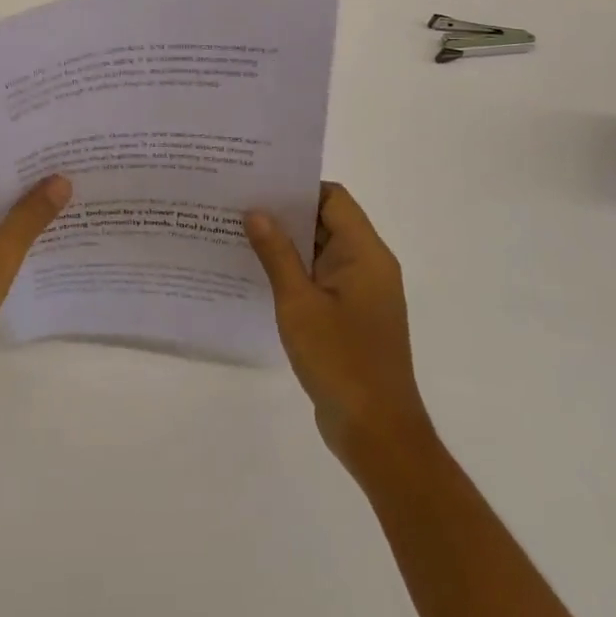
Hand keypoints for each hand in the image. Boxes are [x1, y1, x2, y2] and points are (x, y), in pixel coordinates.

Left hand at [0, 163, 69, 402]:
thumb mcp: (1, 251)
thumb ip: (32, 213)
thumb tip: (61, 180)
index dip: (28, 163)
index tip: (64, 159)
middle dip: (28, 192)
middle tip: (74, 183)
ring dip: (19, 220)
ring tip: (68, 211)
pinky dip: (5, 243)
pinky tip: (42, 247)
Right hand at [244, 184, 433, 471]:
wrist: (377, 433)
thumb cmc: (341, 360)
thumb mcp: (299, 303)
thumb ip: (277, 254)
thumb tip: (256, 212)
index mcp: (365, 254)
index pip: (333, 198)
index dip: (297, 187)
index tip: (258, 183)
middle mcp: (368, 265)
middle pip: (326, 221)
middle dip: (285, 213)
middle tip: (238, 205)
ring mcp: (361, 293)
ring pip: (321, 252)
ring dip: (286, 244)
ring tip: (239, 234)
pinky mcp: (351, 316)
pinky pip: (320, 279)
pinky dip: (294, 272)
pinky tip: (257, 275)